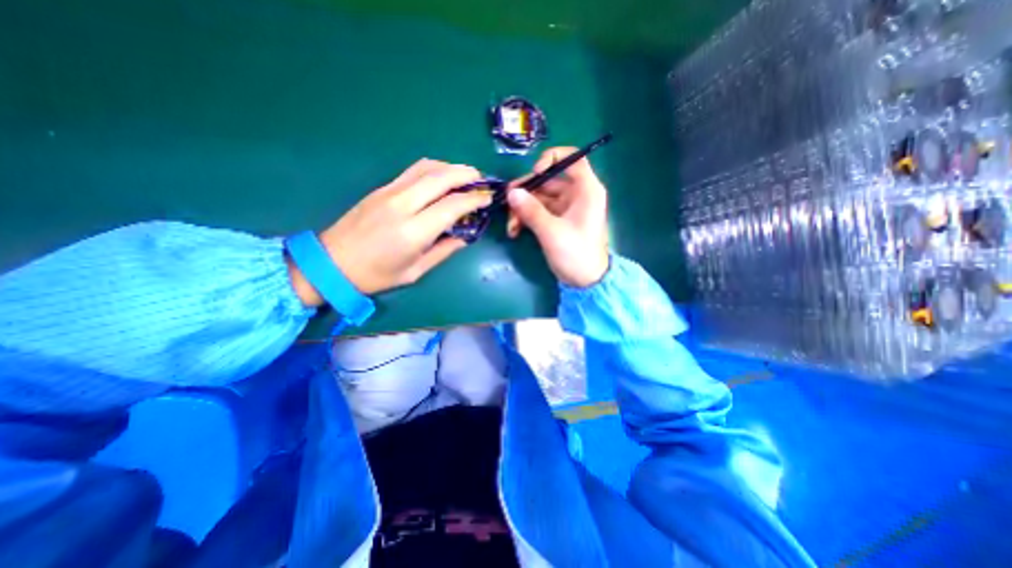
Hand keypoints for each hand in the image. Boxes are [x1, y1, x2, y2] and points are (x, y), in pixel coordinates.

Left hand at [286, 159, 491, 306]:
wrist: (330, 264)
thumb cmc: (375, 275)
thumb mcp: (415, 272)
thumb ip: (443, 251)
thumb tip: (465, 236)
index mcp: (413, 231)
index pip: (452, 205)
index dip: (475, 199)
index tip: (488, 199)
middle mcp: (402, 205)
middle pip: (441, 177)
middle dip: (466, 174)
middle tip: (481, 180)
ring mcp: (389, 192)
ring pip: (426, 167)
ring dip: (450, 167)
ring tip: (465, 176)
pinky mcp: (381, 188)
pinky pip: (412, 171)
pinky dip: (433, 169)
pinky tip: (441, 177)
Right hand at [505, 146, 606, 287]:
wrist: (585, 282)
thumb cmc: (576, 254)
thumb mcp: (552, 232)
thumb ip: (531, 210)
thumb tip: (511, 192)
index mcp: (586, 190)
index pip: (572, 158)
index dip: (552, 159)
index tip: (535, 173)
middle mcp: (576, 194)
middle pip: (548, 180)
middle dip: (526, 191)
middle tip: (506, 202)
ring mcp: (565, 208)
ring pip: (539, 197)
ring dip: (522, 209)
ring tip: (510, 226)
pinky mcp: (557, 221)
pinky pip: (538, 211)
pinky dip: (526, 218)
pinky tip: (514, 231)